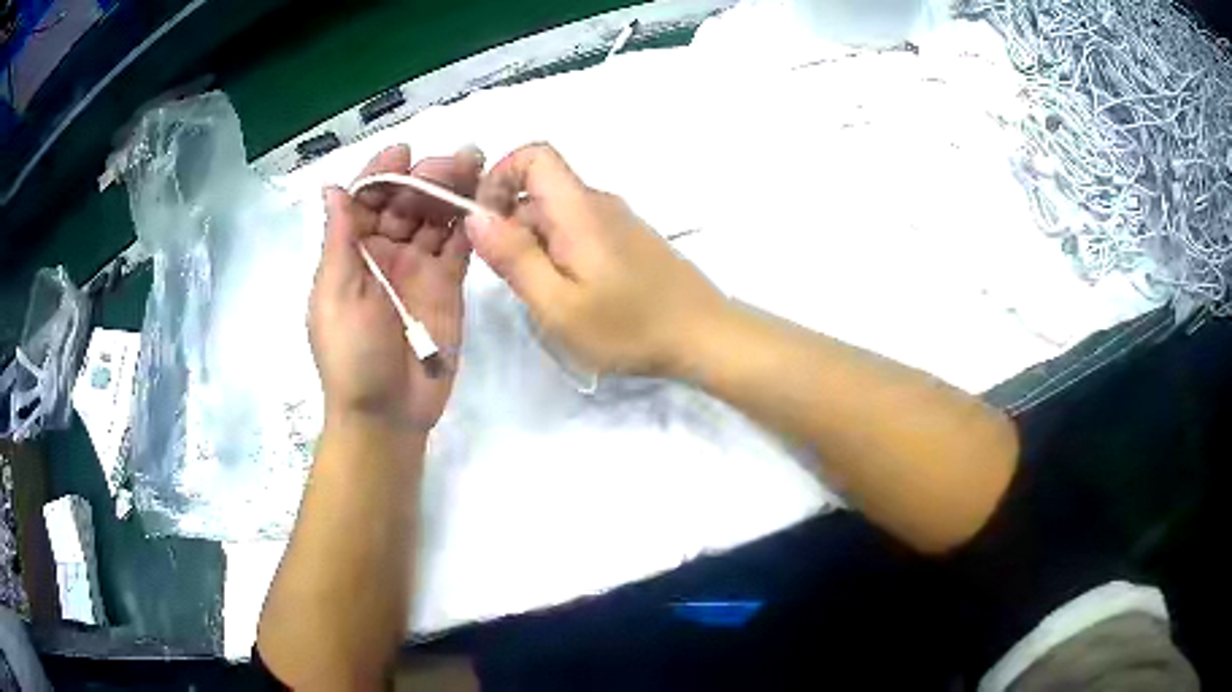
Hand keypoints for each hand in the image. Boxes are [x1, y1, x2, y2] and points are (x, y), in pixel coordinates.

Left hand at [310, 144, 482, 430]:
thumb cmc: (351, 354)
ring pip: (435, 219)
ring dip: (451, 192)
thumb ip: (340, 238)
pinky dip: (469, 224)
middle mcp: (385, 253)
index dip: (382, 173)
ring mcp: (418, 269)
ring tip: (476, 167)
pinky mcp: (448, 286)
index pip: (366, 201)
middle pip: (406, 203)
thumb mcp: (335, 294)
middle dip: (425, 177)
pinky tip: (484, 202)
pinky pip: (458, 247)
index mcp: (352, 253)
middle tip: (453, 161)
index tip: (403, 151)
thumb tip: (332, 187)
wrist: (387, 412)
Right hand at [464, 143, 726, 376]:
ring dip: (535, 244)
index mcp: (579, 208)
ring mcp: (617, 220)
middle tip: (515, 280)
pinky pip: (578, 231)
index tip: (486, 222)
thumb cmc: (630, 327)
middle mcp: (598, 202)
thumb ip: (514, 257)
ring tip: (546, 295)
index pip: (534, 154)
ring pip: (556, 213)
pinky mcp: (628, 239)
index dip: (500, 176)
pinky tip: (573, 295)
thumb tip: (476, 216)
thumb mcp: (558, 304)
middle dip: (510, 224)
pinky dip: (559, 253)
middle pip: (539, 189)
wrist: (705, 336)